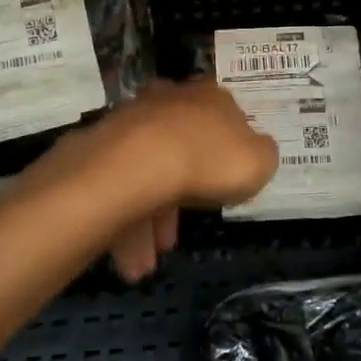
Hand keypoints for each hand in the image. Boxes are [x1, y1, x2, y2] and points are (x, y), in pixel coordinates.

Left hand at [48, 79, 278, 281]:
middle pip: (181, 149)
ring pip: (146, 176)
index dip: (227, 150)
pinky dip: (126, 225)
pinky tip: (131, 260)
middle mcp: (168, 102)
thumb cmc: (208, 161)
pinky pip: (120, 190)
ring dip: (150, 222)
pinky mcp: (99, 149)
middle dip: (182, 195)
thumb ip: (261, 155)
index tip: (226, 181)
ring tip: (147, 263)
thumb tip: (255, 151)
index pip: (223, 115)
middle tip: (179, 234)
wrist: (137, 166)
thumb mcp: (259, 162)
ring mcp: (130, 124)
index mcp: (209, 97)